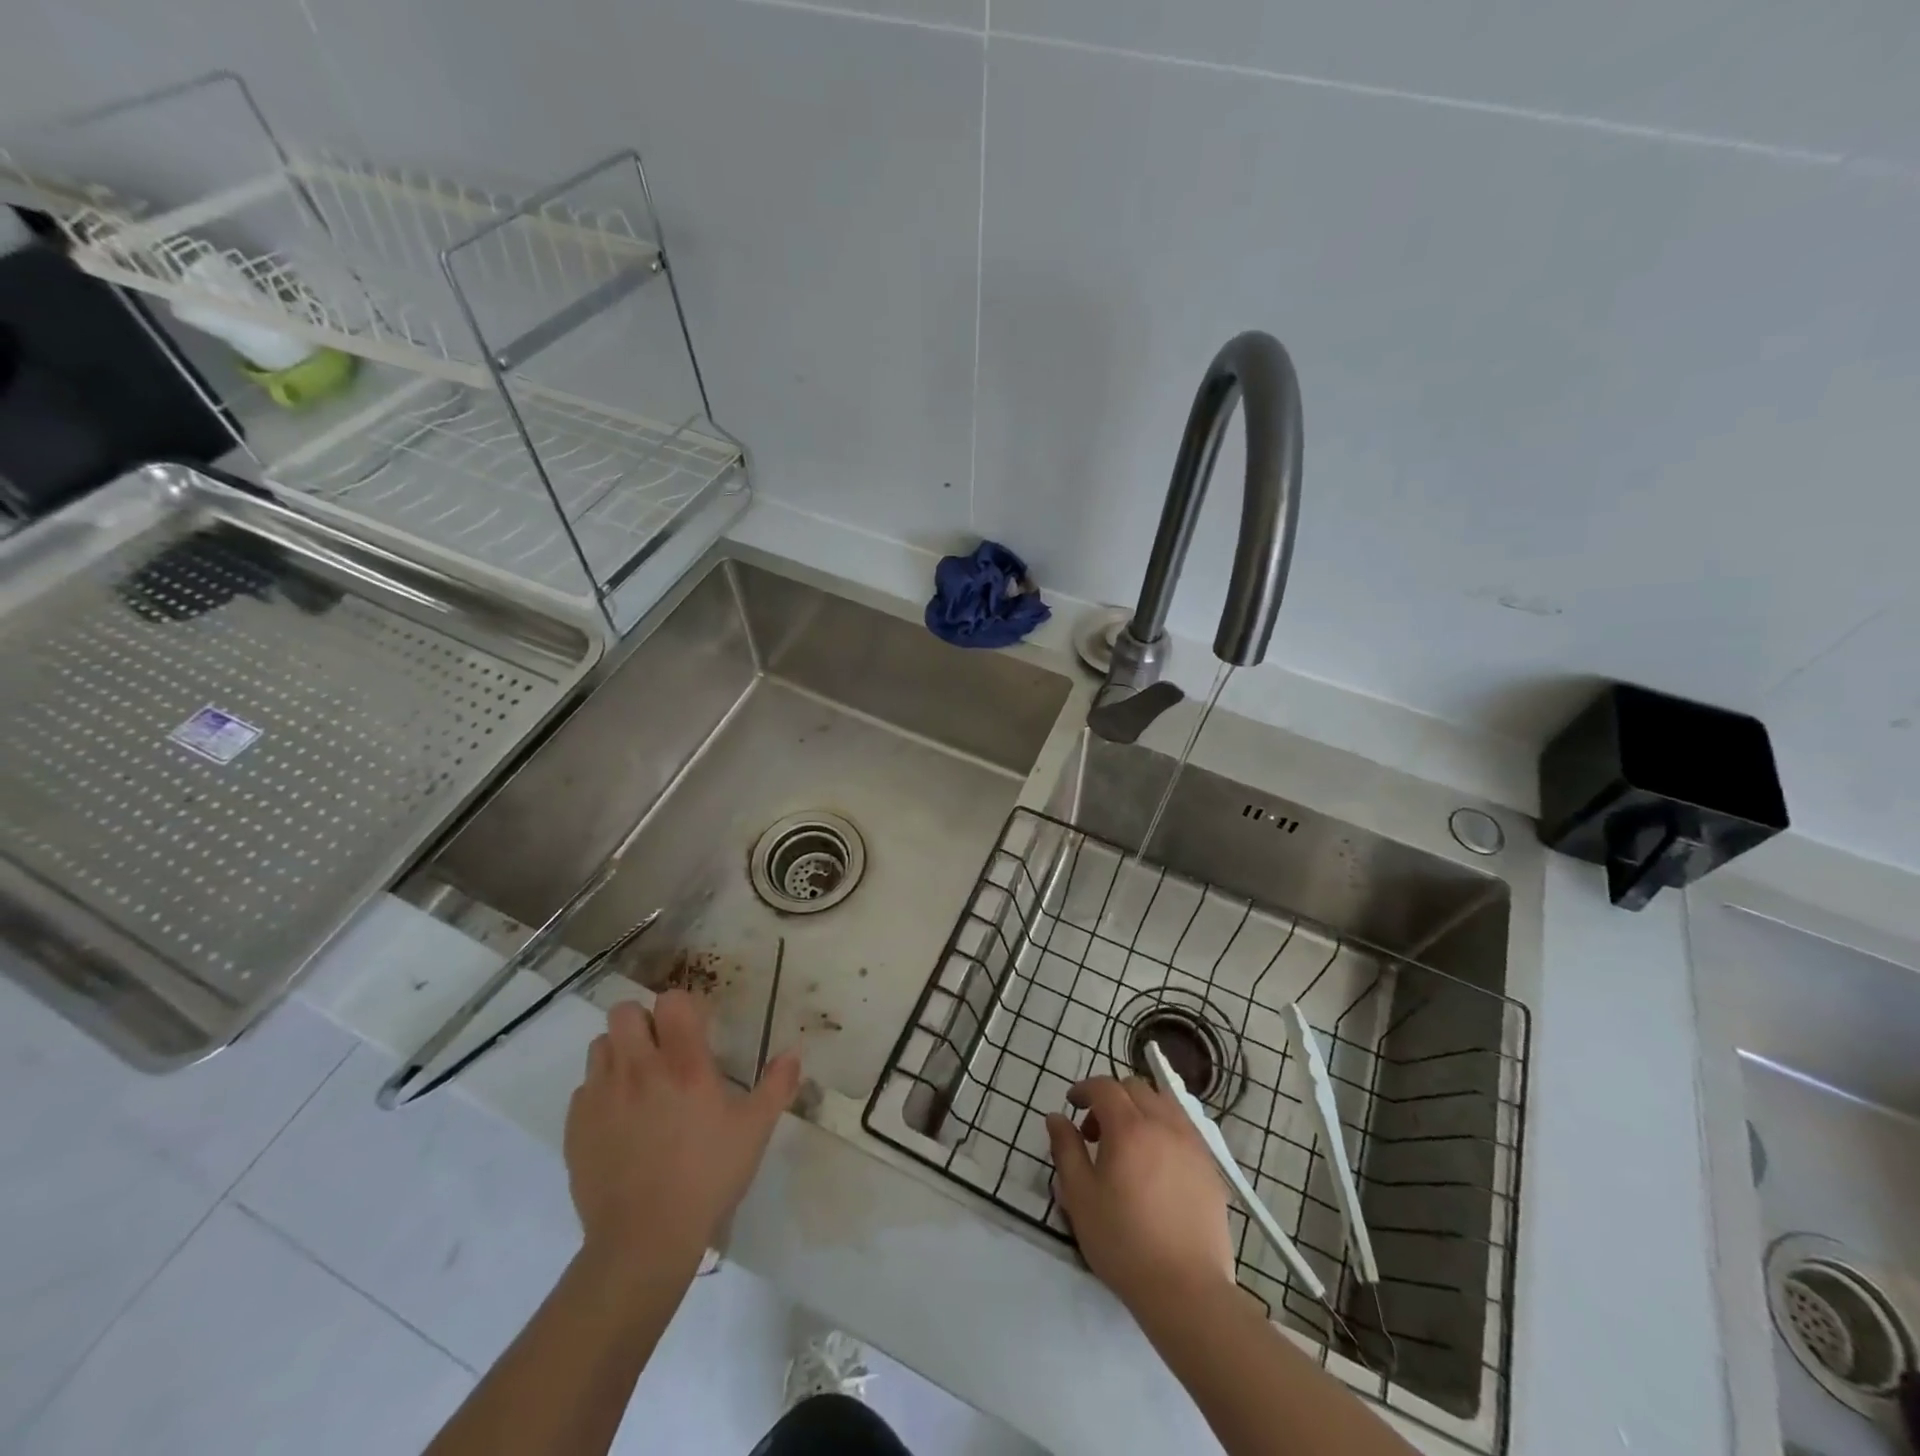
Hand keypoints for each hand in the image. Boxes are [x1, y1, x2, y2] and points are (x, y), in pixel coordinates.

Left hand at [564, 992, 800, 1269]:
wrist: (643, 1240)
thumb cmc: (707, 1177)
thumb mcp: (754, 1131)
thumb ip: (777, 1086)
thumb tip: (795, 1052)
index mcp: (684, 1064)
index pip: (671, 1001)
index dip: (682, 1008)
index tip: (695, 1029)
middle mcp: (639, 1069)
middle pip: (625, 1012)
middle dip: (644, 1022)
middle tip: (662, 1050)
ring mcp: (602, 1096)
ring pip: (600, 1045)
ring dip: (619, 1053)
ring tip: (638, 1082)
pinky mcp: (577, 1126)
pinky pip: (584, 1088)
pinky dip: (601, 1092)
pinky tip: (619, 1120)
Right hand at [1045, 1076, 1235, 1317]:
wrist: (1186, 1290)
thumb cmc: (1124, 1243)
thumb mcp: (1080, 1196)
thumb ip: (1066, 1149)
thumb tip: (1056, 1118)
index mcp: (1129, 1127)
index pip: (1104, 1087)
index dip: (1084, 1089)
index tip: (1071, 1104)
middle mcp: (1164, 1124)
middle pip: (1135, 1088)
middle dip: (1111, 1098)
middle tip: (1096, 1132)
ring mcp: (1192, 1144)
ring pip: (1163, 1103)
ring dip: (1140, 1110)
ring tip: (1128, 1145)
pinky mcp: (1210, 1167)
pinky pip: (1184, 1129)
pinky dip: (1164, 1129)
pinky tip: (1156, 1165)